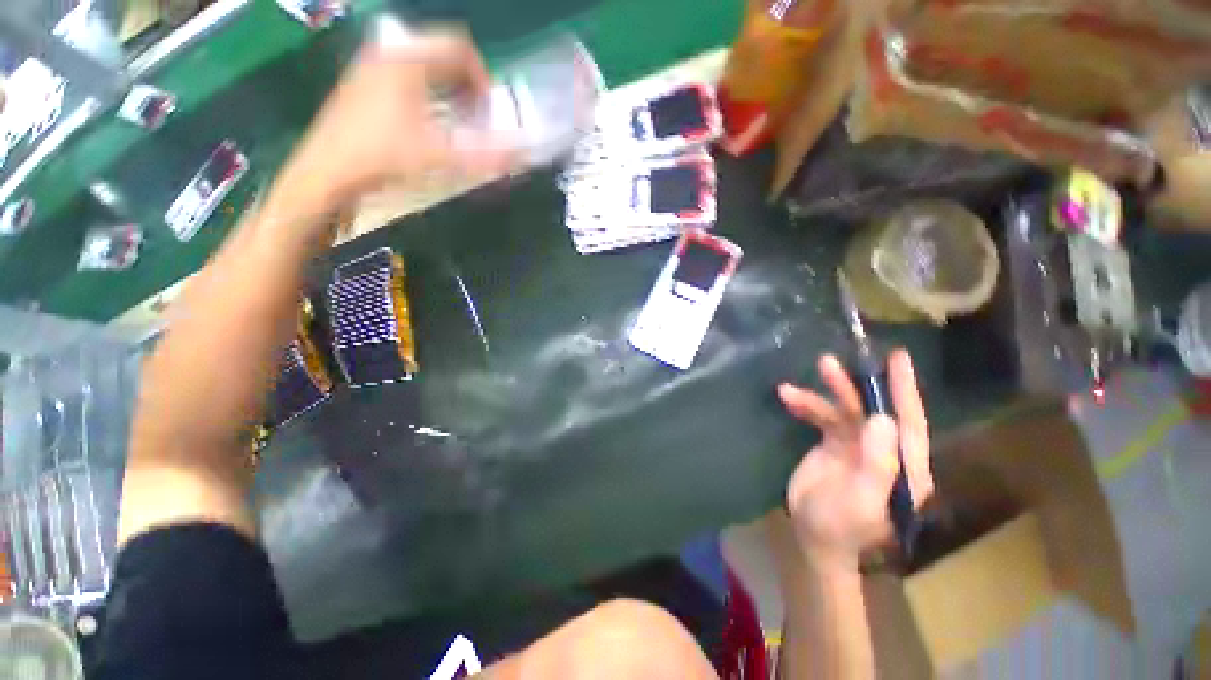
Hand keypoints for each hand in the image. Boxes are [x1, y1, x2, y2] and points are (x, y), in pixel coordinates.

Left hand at [274, 27, 514, 214]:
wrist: (328, 170)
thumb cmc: (384, 157)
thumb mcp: (440, 156)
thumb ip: (485, 156)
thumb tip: (523, 155)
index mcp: (409, 60)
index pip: (459, 48)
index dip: (482, 78)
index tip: (488, 110)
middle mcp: (390, 52)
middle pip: (442, 52)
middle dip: (467, 83)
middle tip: (476, 115)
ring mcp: (372, 64)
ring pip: (423, 62)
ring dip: (447, 87)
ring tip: (455, 119)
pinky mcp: (363, 81)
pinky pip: (406, 73)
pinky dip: (426, 89)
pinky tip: (427, 119)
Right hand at [777, 350, 932, 569]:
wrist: (814, 536)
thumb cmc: (843, 526)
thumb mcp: (862, 500)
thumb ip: (878, 463)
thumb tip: (883, 418)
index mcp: (903, 466)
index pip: (909, 423)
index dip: (904, 389)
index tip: (898, 358)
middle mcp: (883, 449)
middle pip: (871, 410)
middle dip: (851, 386)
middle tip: (829, 363)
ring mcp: (856, 445)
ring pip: (842, 410)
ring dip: (819, 396)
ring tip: (791, 389)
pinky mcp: (832, 443)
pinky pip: (820, 417)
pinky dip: (804, 406)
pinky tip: (787, 397)